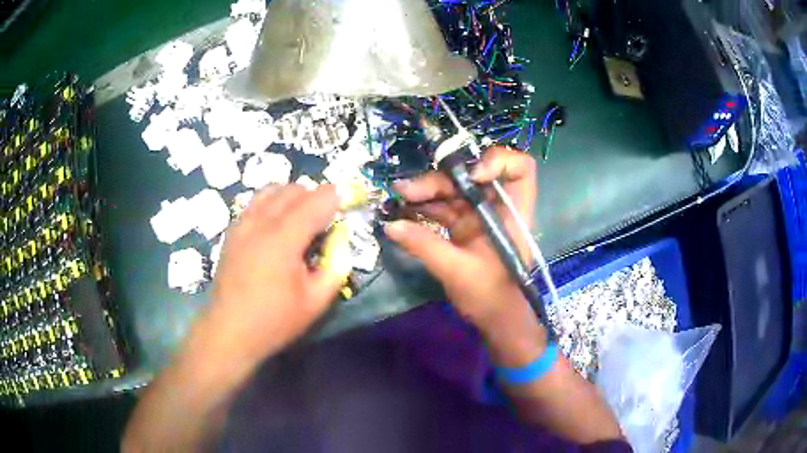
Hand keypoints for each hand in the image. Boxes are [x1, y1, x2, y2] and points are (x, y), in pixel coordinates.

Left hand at [206, 184, 348, 360]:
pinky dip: (271, 203)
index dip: (334, 196)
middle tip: (325, 216)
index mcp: (283, 239)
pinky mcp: (232, 232)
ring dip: (291, 196)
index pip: (314, 202)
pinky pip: (255, 203)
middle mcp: (261, 223)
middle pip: (292, 190)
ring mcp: (242, 224)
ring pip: (270, 191)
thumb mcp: (315, 302)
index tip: (346, 197)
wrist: (229, 331)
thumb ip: (335, 269)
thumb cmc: (274, 320)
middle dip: (314, 195)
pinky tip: (275, 224)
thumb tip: (341, 245)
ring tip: (300, 216)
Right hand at [385, 146, 546, 365]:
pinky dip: (424, 208)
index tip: (471, 176)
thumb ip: (424, 245)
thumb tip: (391, 225)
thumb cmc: (490, 296)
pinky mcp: (465, 226)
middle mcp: (497, 207)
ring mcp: (480, 215)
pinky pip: (443, 208)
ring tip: (398, 197)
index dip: (497, 161)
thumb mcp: (456, 270)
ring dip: (425, 192)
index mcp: (512, 212)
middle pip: (471, 175)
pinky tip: (403, 211)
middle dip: (439, 179)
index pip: (520, 167)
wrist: (495, 320)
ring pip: (453, 190)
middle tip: (406, 190)